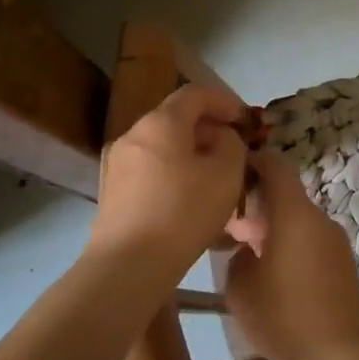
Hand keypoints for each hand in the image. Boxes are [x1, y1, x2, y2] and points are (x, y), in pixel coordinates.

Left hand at [89, 83, 251, 279]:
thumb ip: (231, 144)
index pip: (196, 93)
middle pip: (176, 118)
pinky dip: (173, 172)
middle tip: (234, 150)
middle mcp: (133, 134)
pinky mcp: (112, 192)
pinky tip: (189, 198)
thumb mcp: (227, 173)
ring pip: (163, 146)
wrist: (128, 266)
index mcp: (161, 122)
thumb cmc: (184, 212)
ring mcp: (117, 163)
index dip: (225, 101)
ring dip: (191, 153)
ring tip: (215, 177)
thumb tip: (220, 138)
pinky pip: (150, 169)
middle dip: (209, 129)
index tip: (246, 121)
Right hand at [224, 150, 358, 359]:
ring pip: (300, 223)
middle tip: (230, 229)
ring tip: (248, 258)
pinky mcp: (345, 267)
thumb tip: (249, 250)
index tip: (232, 170)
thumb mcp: (240, 287)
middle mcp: (320, 220)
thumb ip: (239, 257)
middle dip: (259, 207)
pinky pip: (313, 245)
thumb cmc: (281, 316)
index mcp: (295, 213)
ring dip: (275, 231)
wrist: (337, 358)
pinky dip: (292, 249)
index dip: (254, 162)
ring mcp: (337, 243)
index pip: (276, 166)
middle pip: (288, 197)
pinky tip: (275, 280)